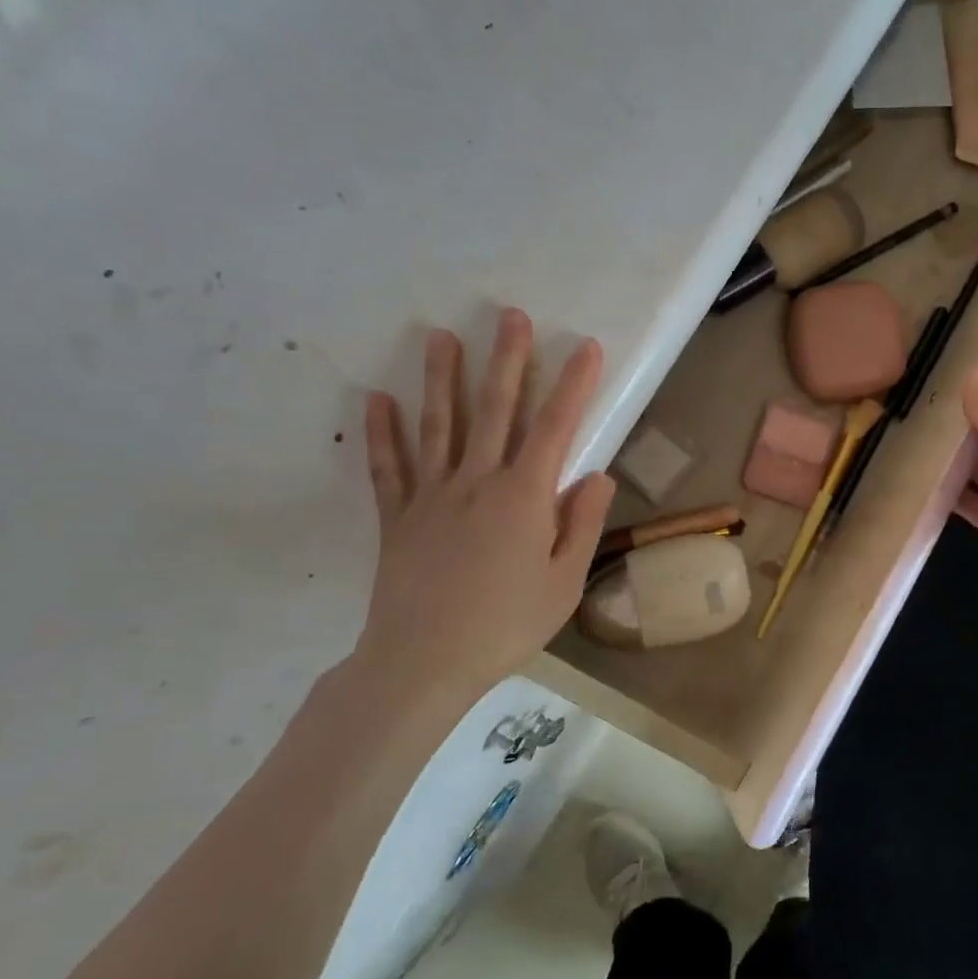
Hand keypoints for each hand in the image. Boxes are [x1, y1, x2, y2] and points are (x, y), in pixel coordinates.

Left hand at [353, 309, 616, 717]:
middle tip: (511, 316)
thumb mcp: (563, 583)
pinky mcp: (397, 517)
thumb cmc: (505, 626)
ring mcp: (431, 496)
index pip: (555, 429)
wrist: (424, 662)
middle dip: (507, 360)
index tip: (588, 347)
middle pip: (495, 411)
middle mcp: (477, 483)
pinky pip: (388, 467)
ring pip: (438, 426)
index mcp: (524, 498)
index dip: (574, 385)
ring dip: (443, 379)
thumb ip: (582, 525)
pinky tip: (378, 399)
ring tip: (440, 336)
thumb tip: (598, 476)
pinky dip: (382, 433)